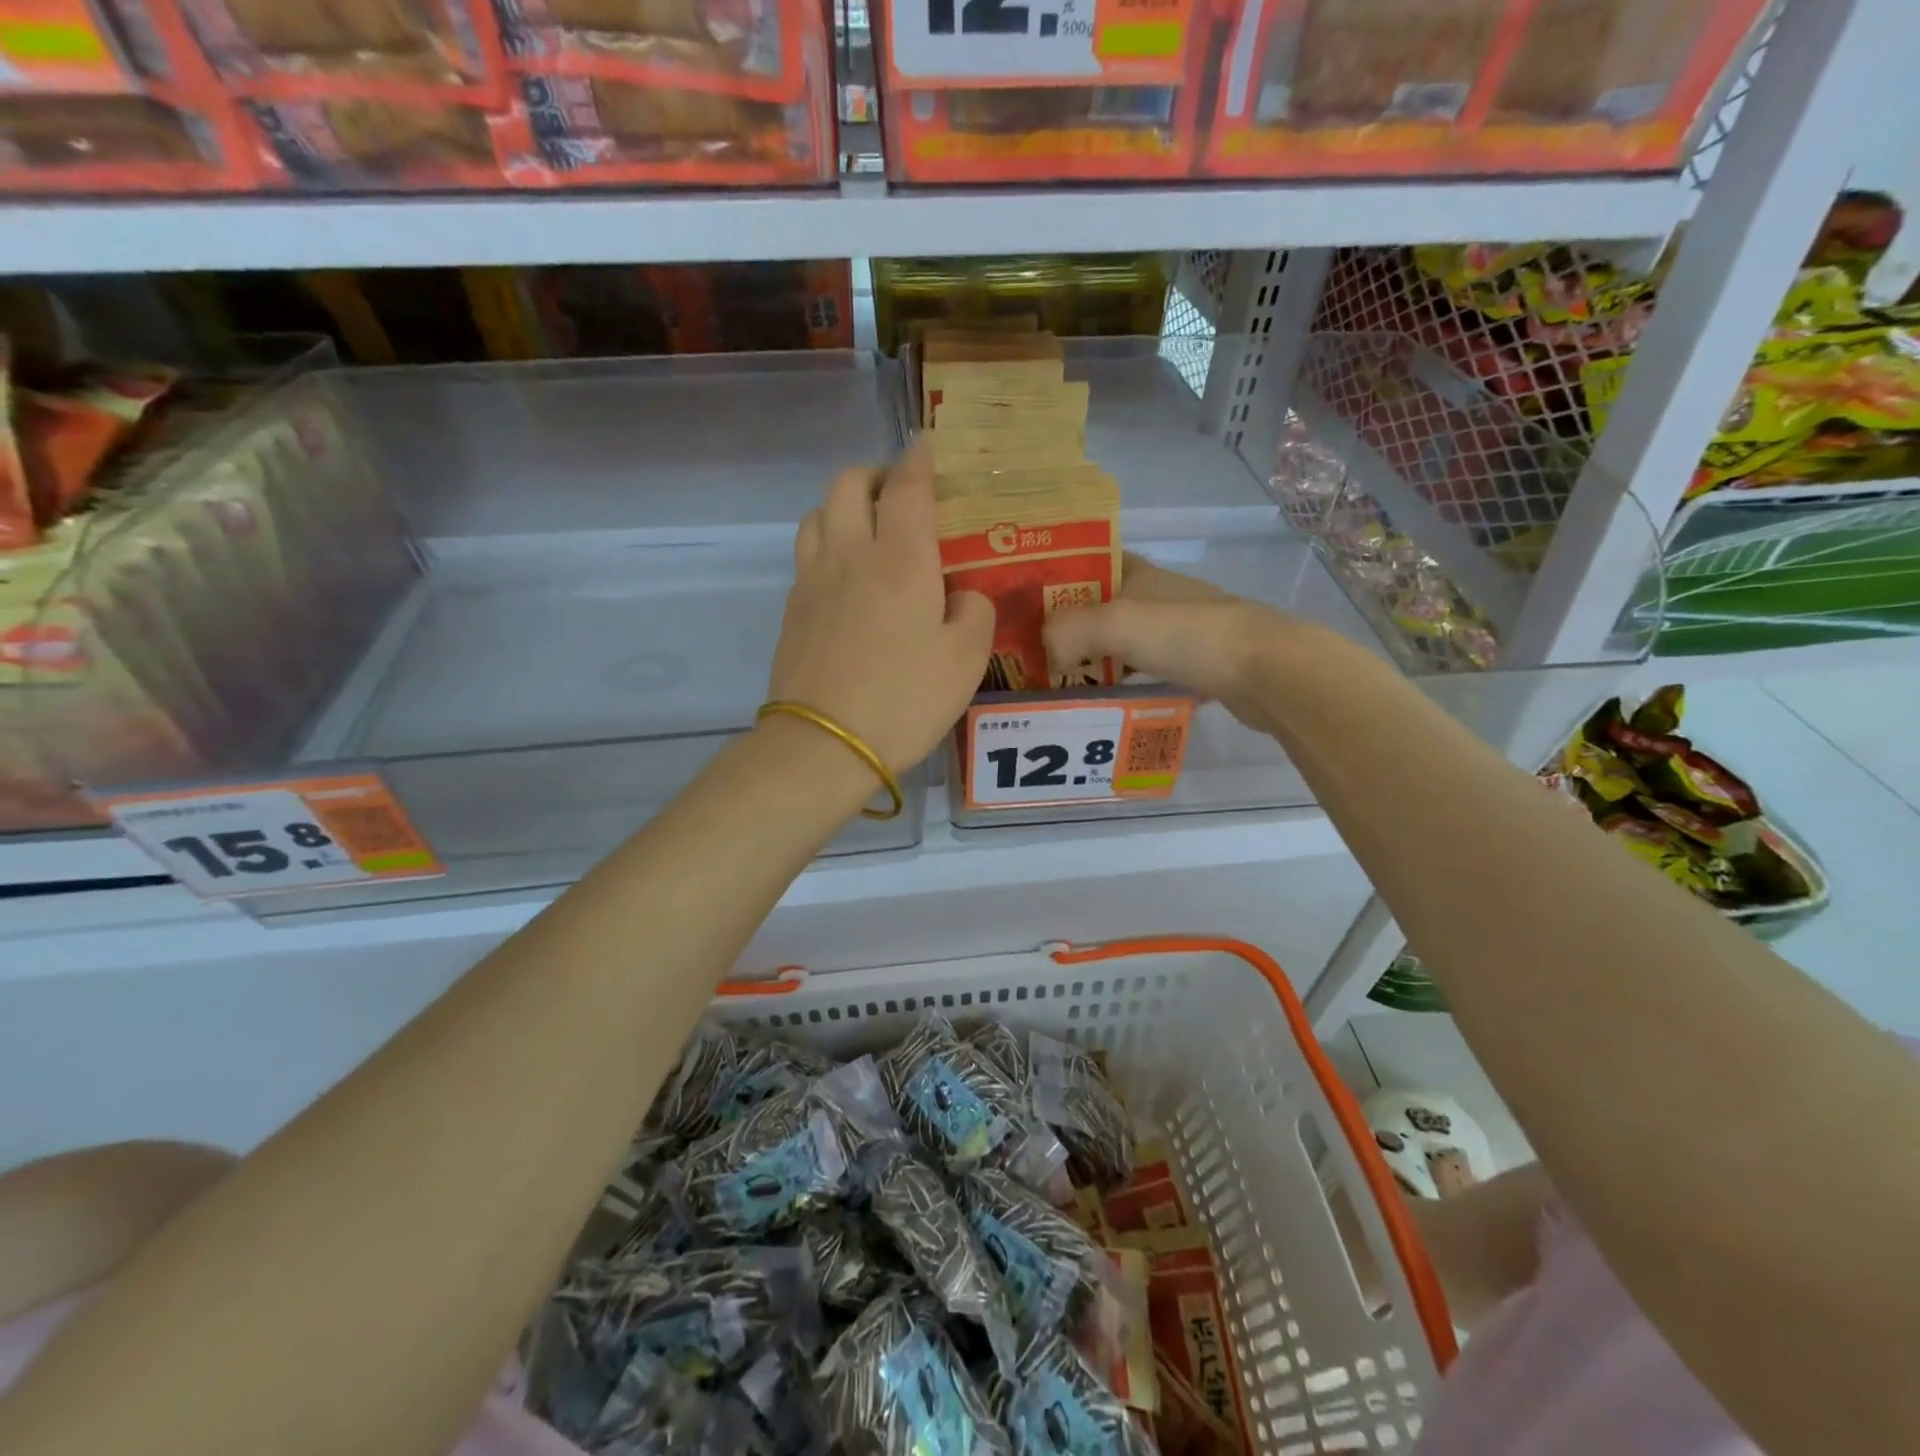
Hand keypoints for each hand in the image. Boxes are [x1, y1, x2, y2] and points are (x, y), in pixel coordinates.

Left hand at [767, 440, 993, 772]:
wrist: (825, 745)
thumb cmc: (904, 700)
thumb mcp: (966, 661)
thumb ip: (974, 613)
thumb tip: (962, 597)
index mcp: (901, 559)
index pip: (908, 487)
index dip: (920, 459)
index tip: (927, 445)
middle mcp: (851, 554)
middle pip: (849, 484)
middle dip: (875, 475)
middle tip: (899, 494)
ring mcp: (813, 580)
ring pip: (818, 513)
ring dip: (843, 506)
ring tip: (867, 529)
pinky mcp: (792, 610)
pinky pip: (807, 554)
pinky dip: (827, 544)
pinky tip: (845, 576)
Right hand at [1042, 554, 1318, 732]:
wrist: (1266, 669)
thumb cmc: (1186, 635)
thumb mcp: (1114, 624)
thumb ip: (1066, 632)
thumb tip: (1046, 658)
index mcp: (1139, 573)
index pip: (1088, 565)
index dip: (1057, 580)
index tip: (1025, 609)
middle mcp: (1158, 597)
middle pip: (1101, 609)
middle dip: (1068, 630)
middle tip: (1034, 659)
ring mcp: (1180, 631)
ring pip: (1123, 644)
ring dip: (1095, 662)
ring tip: (1061, 688)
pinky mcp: (1197, 665)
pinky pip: (1147, 673)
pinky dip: (1125, 686)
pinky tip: (1107, 705)